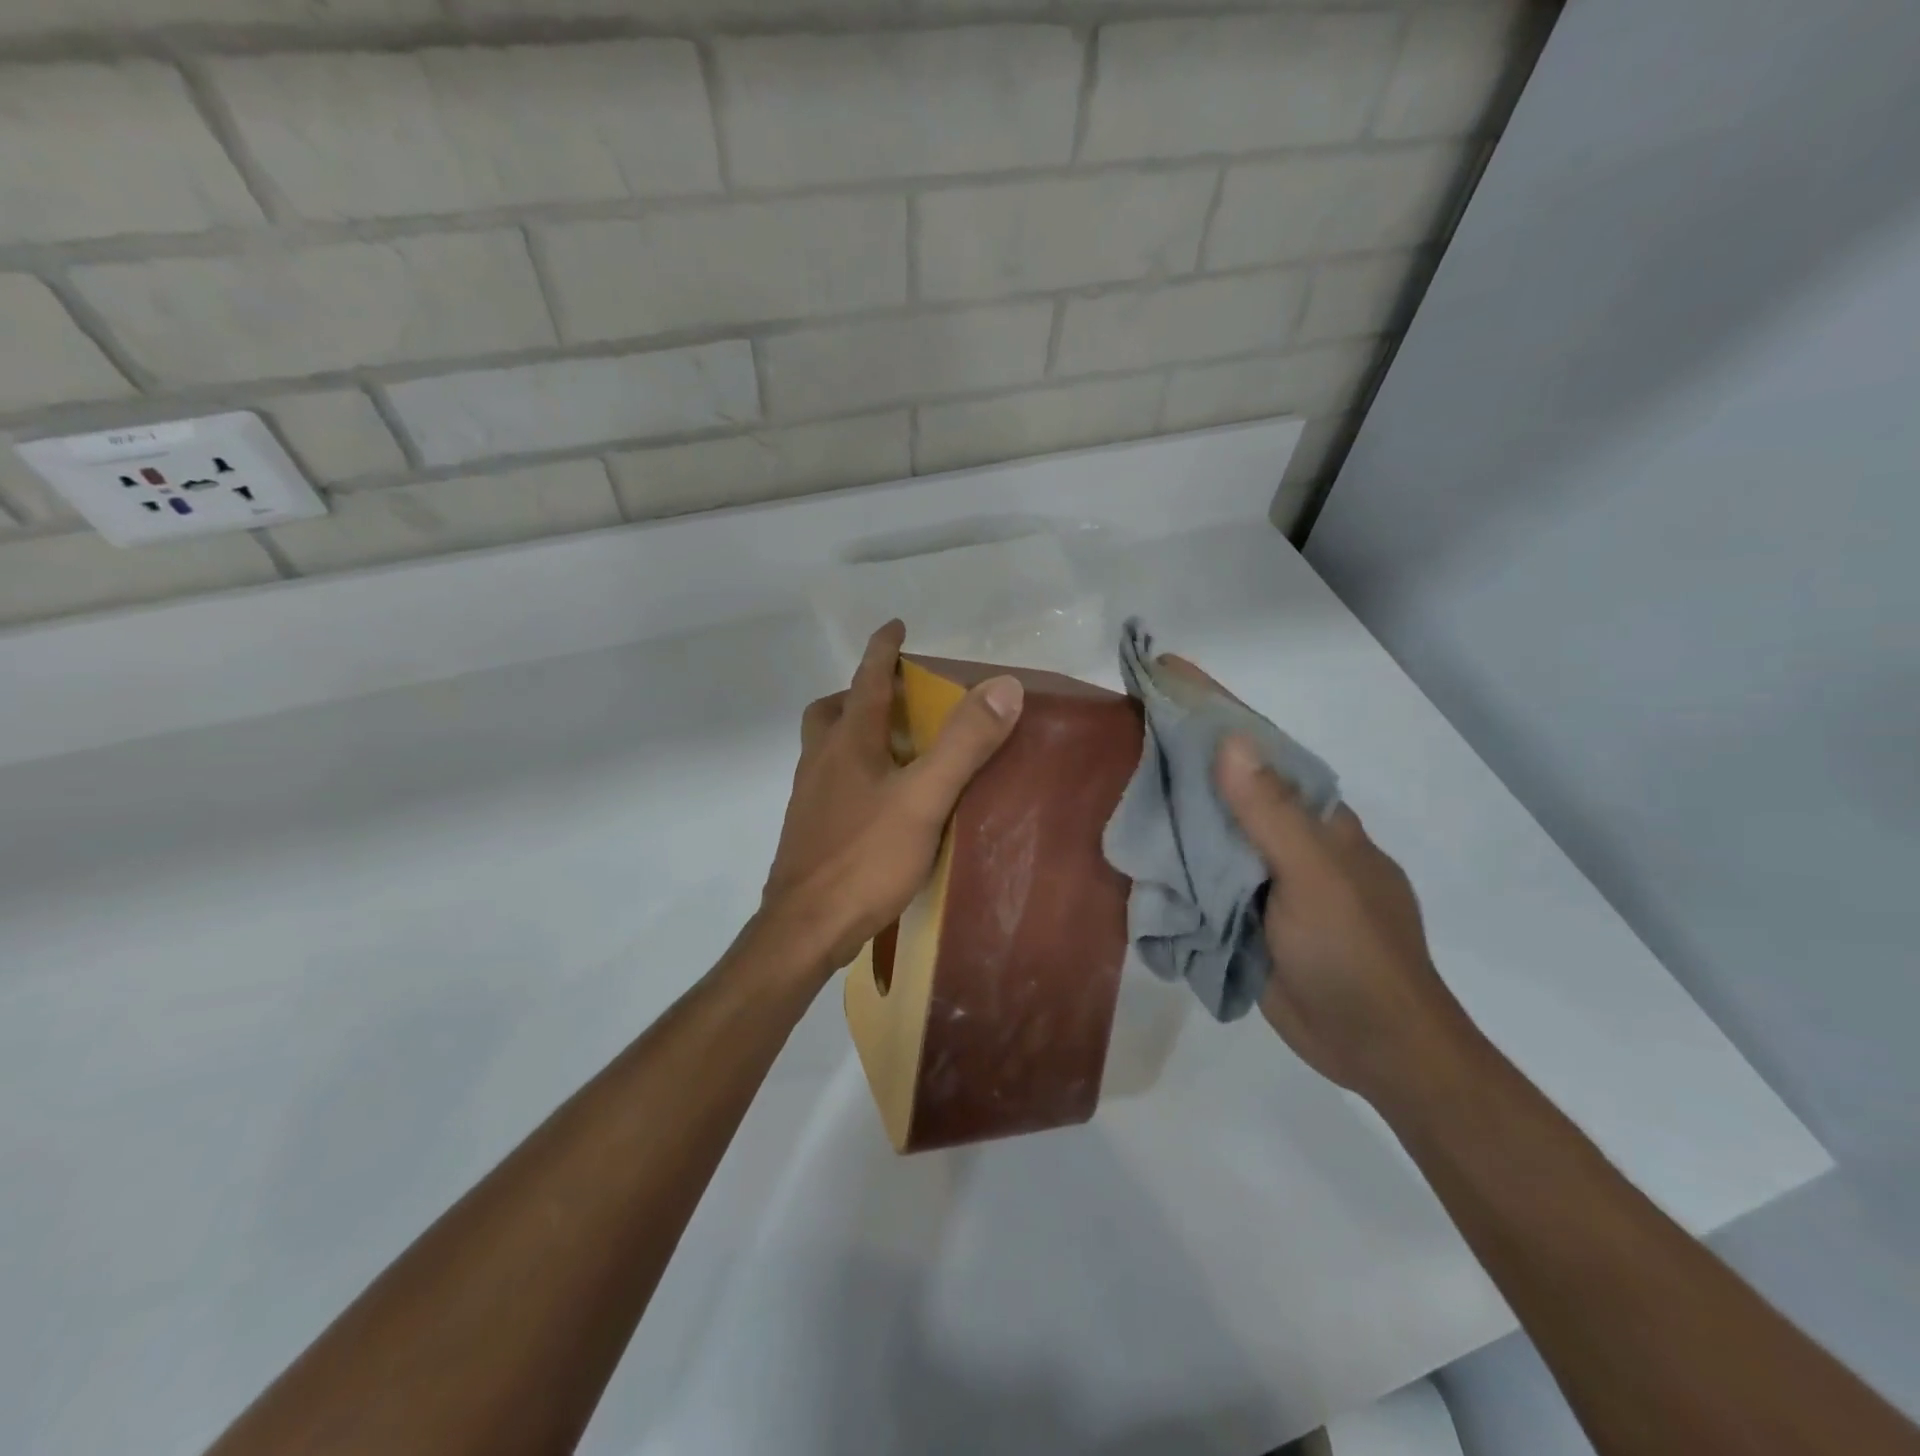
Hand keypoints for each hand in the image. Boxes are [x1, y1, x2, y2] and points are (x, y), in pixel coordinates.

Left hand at [761, 620, 1024, 978]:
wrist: (805, 929)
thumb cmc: (865, 858)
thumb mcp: (925, 798)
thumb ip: (964, 744)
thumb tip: (1004, 687)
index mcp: (847, 743)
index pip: (866, 680)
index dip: (882, 650)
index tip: (895, 626)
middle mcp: (821, 762)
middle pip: (831, 712)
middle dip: (859, 694)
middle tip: (896, 700)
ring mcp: (809, 798)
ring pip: (826, 749)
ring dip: (855, 734)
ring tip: (896, 750)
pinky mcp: (809, 831)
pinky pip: (830, 783)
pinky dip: (853, 773)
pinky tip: (880, 803)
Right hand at [1154, 655, 1469, 1105]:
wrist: (1377, 1050)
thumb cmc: (1356, 955)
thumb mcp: (1317, 880)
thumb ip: (1272, 815)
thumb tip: (1232, 742)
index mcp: (1314, 818)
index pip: (1258, 749)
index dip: (1215, 709)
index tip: (1169, 672)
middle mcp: (1286, 840)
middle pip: (1225, 786)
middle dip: (1179, 755)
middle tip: (1120, 726)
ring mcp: (1263, 879)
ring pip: (1208, 832)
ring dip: (1168, 809)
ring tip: (1111, 778)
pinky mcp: (1243, 916)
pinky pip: (1200, 877)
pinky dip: (1169, 862)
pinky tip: (1133, 848)